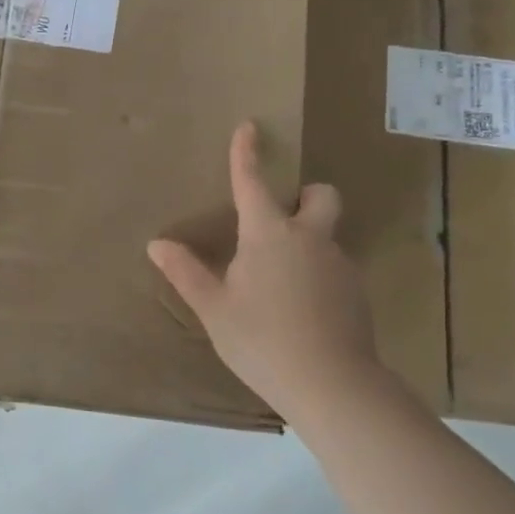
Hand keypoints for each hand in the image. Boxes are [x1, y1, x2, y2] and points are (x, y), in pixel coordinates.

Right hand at [147, 122, 377, 425]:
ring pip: (327, 237)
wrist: (333, 386)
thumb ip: (186, 273)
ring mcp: (339, 265)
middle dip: (306, 195)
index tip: (250, 127)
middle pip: (321, 195)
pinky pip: (335, 270)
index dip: (247, 153)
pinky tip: (302, 313)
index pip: (253, 182)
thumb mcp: (215, 309)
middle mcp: (309, 239)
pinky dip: (318, 277)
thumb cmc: (262, 340)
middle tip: (284, 220)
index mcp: (268, 234)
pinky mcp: (357, 293)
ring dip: (308, 244)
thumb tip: (157, 244)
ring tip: (281, 286)